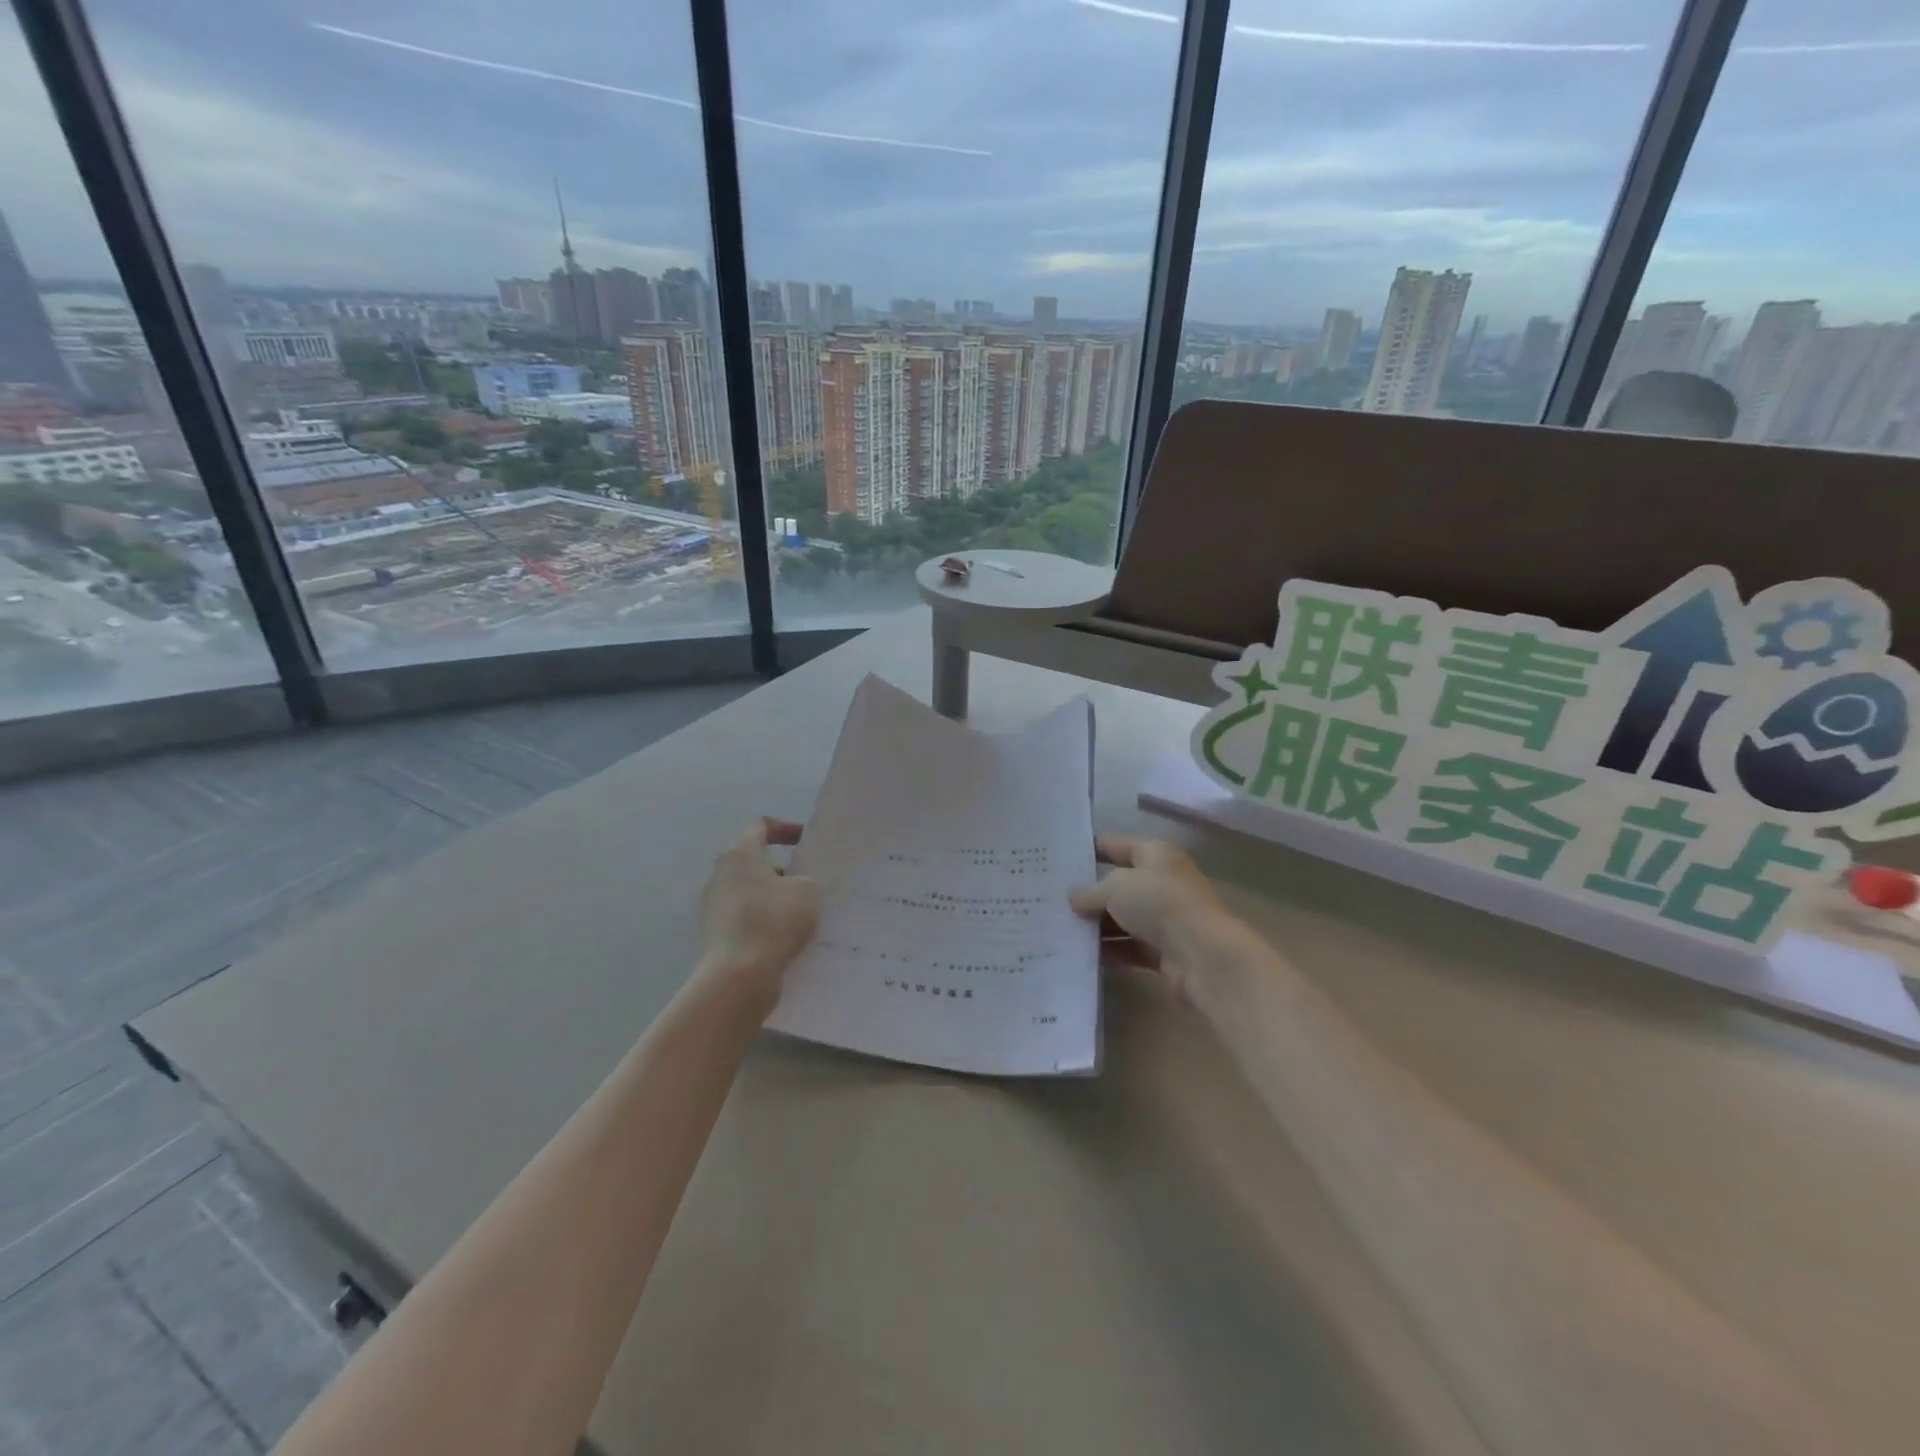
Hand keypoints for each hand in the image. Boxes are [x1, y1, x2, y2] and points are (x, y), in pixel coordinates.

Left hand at [697, 819, 819, 1014]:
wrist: (739, 975)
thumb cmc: (774, 920)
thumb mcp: (807, 890)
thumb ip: (804, 879)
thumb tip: (794, 886)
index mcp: (739, 854)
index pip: (761, 827)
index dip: (785, 829)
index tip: (804, 841)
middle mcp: (719, 874)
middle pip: (752, 862)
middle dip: (780, 869)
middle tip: (805, 881)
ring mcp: (712, 906)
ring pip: (748, 892)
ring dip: (771, 898)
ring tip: (798, 913)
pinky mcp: (714, 934)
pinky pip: (743, 918)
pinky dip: (762, 921)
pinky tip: (783, 937)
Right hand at [1069, 835, 1239, 998]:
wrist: (1202, 956)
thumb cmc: (1159, 904)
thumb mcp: (1115, 888)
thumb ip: (1090, 892)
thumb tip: (1074, 899)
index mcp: (1156, 854)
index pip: (1118, 845)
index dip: (1091, 848)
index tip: (1060, 857)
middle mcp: (1163, 882)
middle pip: (1119, 884)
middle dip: (1089, 893)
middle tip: (1053, 899)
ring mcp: (1166, 918)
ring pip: (1123, 918)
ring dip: (1097, 925)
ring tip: (1060, 929)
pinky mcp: (1165, 951)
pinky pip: (1130, 947)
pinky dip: (1110, 950)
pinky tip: (1081, 954)